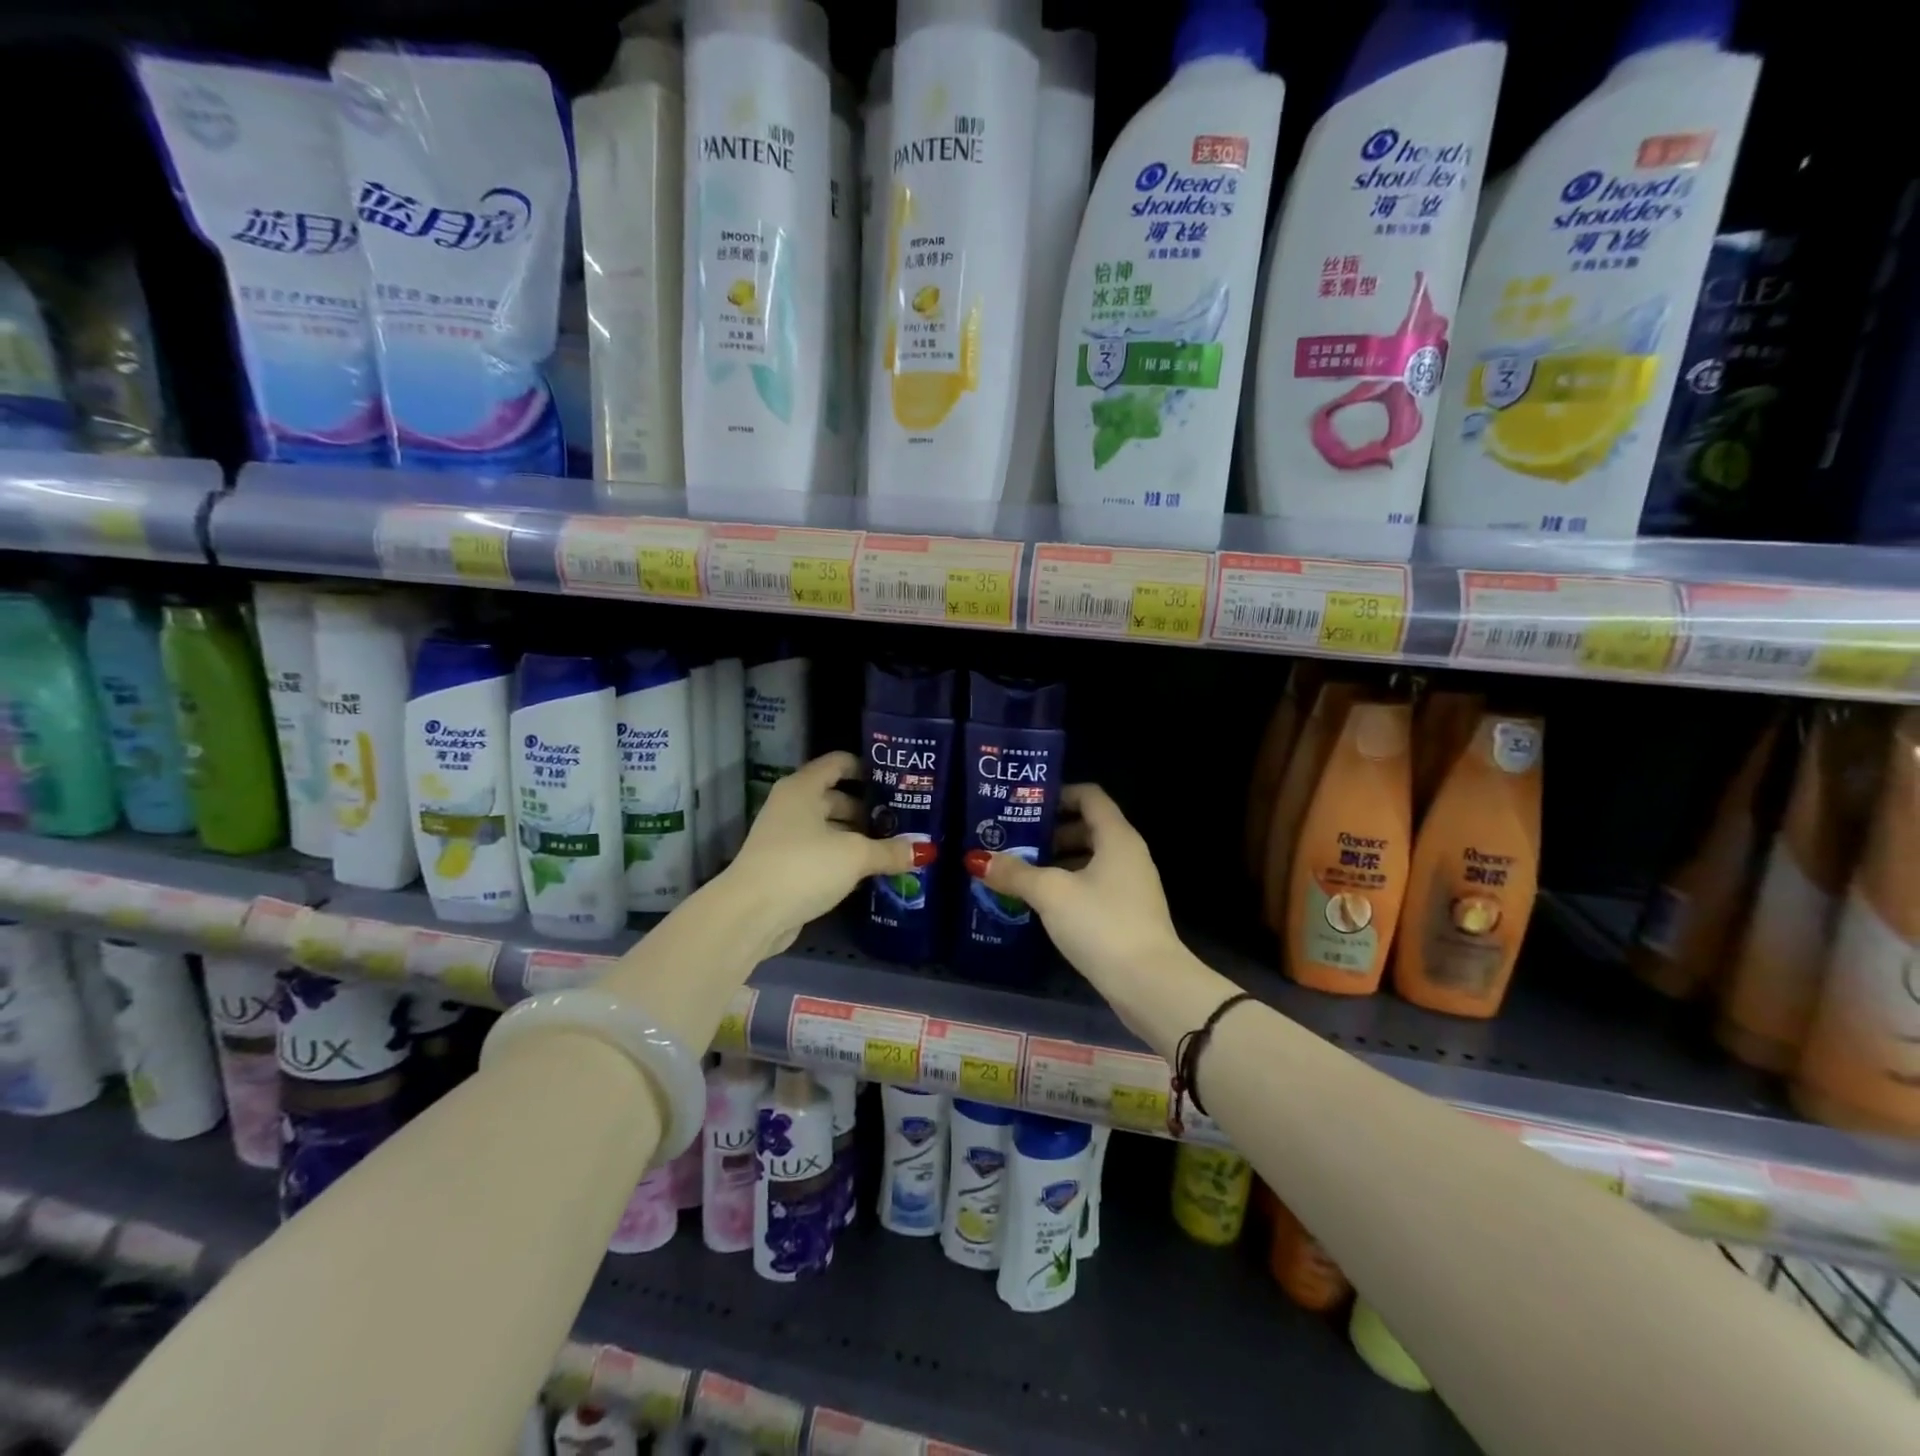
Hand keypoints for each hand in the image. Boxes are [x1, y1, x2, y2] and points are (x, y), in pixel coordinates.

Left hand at [722, 751, 923, 954]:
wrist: (751, 914)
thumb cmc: (803, 866)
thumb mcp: (854, 856)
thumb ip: (890, 850)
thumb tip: (925, 850)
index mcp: (803, 788)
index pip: (838, 763)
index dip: (867, 768)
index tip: (896, 781)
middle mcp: (792, 806)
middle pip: (836, 798)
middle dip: (869, 810)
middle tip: (903, 821)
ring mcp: (786, 837)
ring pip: (830, 829)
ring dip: (858, 838)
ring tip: (893, 848)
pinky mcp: (786, 867)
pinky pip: (822, 854)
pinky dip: (843, 859)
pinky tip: (870, 872)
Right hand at [966, 784, 1183, 992]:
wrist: (1149, 984)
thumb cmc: (1101, 923)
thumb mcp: (1051, 893)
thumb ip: (1015, 873)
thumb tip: (979, 859)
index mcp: (1117, 837)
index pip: (1089, 796)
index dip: (1058, 794)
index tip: (1025, 806)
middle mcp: (1128, 855)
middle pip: (1087, 827)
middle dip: (1050, 832)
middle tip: (1013, 841)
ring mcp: (1131, 886)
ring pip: (1090, 860)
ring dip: (1056, 863)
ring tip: (1019, 873)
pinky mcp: (1128, 915)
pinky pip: (1094, 887)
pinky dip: (1068, 887)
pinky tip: (1041, 905)